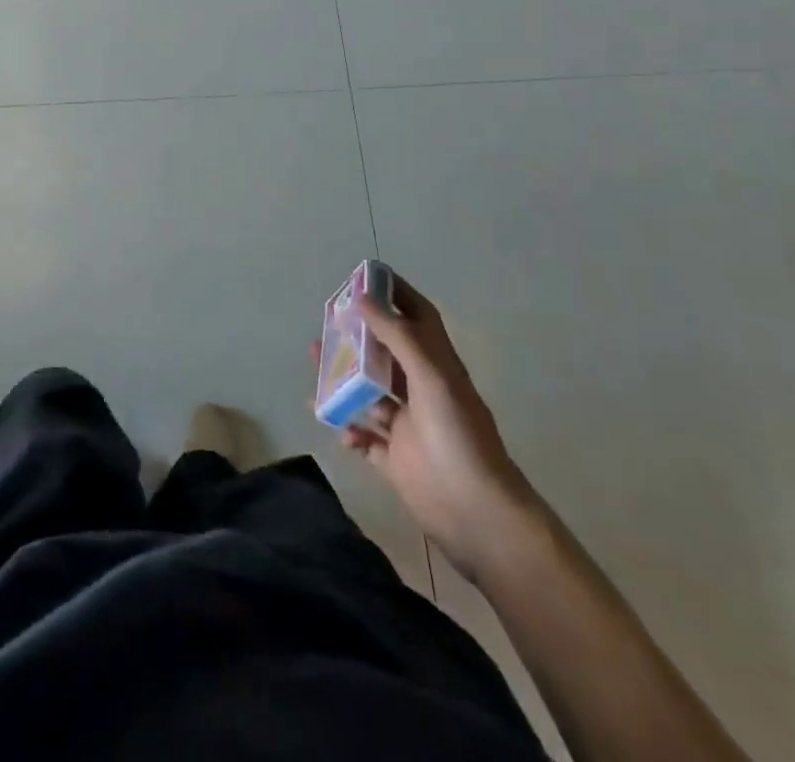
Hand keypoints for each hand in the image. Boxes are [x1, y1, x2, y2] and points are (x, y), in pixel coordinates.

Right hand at [338, 277, 539, 578]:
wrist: (479, 516)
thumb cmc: (458, 437)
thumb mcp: (431, 377)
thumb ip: (397, 336)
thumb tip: (361, 298)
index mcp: (436, 367)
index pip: (417, 318)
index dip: (396, 294)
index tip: (365, 277)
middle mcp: (421, 391)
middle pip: (384, 353)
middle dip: (356, 337)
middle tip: (326, 324)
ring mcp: (408, 427)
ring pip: (367, 393)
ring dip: (343, 380)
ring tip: (316, 367)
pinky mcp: (395, 460)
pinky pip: (363, 438)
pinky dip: (347, 429)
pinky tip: (337, 426)